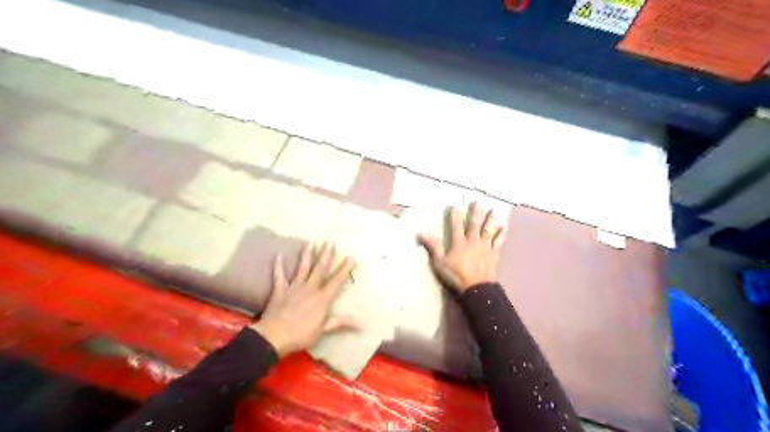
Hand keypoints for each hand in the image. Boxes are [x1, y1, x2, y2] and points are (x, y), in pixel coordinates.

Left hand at [254, 242, 358, 357]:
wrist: (275, 337)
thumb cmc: (301, 335)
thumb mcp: (323, 330)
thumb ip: (340, 323)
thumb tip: (361, 325)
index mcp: (322, 299)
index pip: (336, 281)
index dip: (344, 269)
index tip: (350, 257)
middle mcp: (310, 289)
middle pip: (320, 269)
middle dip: (326, 255)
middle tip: (329, 242)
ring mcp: (294, 288)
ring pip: (302, 268)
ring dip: (307, 255)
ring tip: (310, 243)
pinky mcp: (280, 290)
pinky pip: (279, 275)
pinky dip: (278, 265)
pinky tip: (278, 255)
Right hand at [420, 202, 505, 293]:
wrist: (476, 288)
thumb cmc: (456, 275)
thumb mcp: (440, 263)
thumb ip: (433, 247)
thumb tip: (420, 233)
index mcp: (459, 242)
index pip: (456, 225)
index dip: (455, 215)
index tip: (454, 206)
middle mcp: (473, 241)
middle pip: (475, 224)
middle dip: (476, 212)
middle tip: (478, 202)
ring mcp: (485, 247)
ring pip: (488, 230)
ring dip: (491, 220)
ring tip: (494, 210)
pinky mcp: (494, 254)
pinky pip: (498, 242)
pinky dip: (501, 235)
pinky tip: (504, 228)